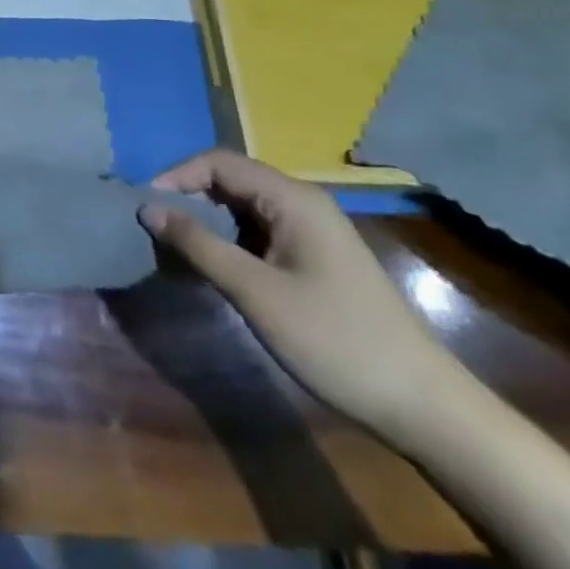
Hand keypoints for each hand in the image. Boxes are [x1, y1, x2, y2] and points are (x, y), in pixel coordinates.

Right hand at [139, 149, 468, 441]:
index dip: (176, 176)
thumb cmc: (335, 340)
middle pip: (230, 179)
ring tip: (177, 248)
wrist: (424, 406)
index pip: (218, 162)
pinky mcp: (315, 257)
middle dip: (188, 196)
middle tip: (155, 228)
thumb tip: (147, 207)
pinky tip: (214, 267)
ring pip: (242, 206)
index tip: (145, 207)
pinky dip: (229, 240)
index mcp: (292, 199)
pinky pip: (259, 231)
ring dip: (207, 220)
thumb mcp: (255, 291)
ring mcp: (312, 231)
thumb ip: (198, 244)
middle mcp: (302, 203)